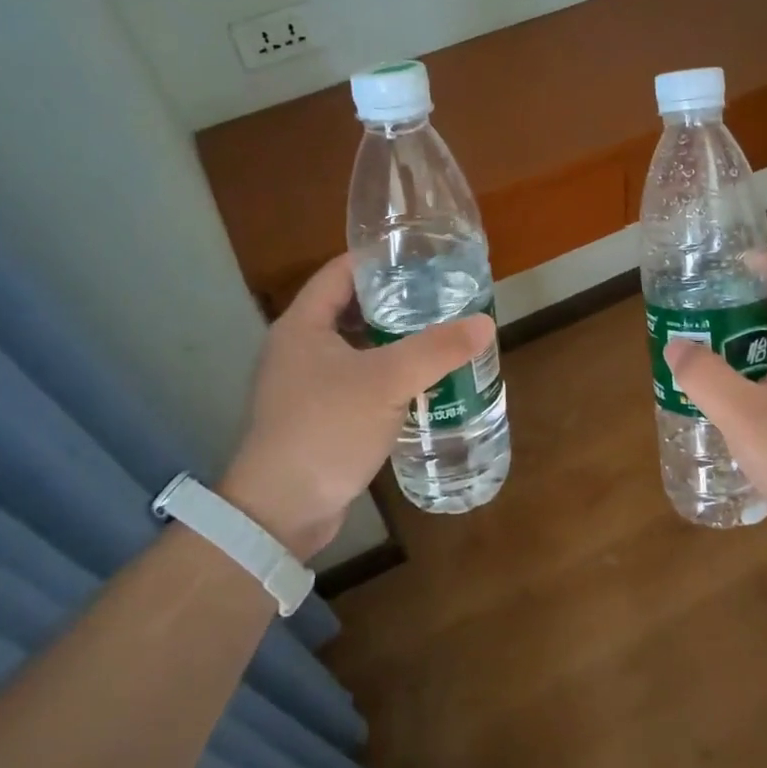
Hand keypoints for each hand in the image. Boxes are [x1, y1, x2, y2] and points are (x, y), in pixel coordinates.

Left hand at [218, 254, 493, 558]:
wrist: (282, 510)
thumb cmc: (326, 428)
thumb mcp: (386, 382)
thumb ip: (436, 350)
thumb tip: (484, 323)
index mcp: (303, 325)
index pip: (340, 272)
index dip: (378, 260)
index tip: (422, 257)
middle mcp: (299, 348)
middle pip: (351, 309)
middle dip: (395, 302)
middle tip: (441, 298)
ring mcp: (306, 385)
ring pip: (357, 349)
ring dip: (394, 343)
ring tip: (440, 336)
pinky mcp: (319, 417)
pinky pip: (358, 383)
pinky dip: (387, 377)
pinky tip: (421, 384)